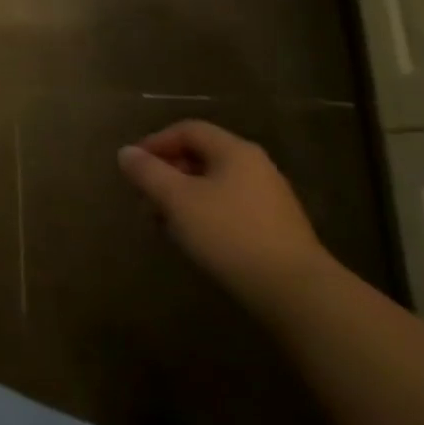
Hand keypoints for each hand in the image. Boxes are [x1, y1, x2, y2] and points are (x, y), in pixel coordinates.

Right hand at [117, 121, 333, 314]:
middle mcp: (255, 167)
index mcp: (234, 151)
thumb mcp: (177, 200)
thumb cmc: (230, 235)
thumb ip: (147, 172)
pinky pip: (229, 209)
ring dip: (181, 198)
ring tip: (162, 224)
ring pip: (213, 186)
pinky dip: (203, 215)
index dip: (155, 142)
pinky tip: (193, 240)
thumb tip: (126, 153)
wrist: (297, 294)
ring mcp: (269, 199)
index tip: (132, 167)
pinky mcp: (276, 230)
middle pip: (200, 157)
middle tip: (144, 199)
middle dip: (166, 175)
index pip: (187, 130)